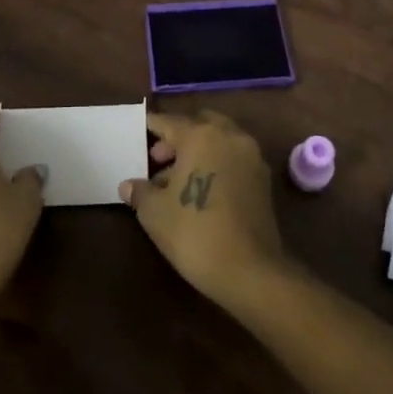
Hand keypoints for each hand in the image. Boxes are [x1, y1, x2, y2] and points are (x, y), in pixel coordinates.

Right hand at [120, 109, 287, 309]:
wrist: (250, 271)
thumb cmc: (195, 233)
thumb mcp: (155, 213)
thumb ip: (140, 192)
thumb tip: (128, 185)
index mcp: (201, 136)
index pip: (170, 122)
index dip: (152, 126)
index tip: (140, 130)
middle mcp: (230, 136)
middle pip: (199, 125)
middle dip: (178, 137)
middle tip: (158, 160)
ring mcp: (251, 156)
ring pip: (219, 140)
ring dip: (199, 151)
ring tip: (176, 179)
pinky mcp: (263, 179)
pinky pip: (234, 159)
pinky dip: (217, 164)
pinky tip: (201, 190)